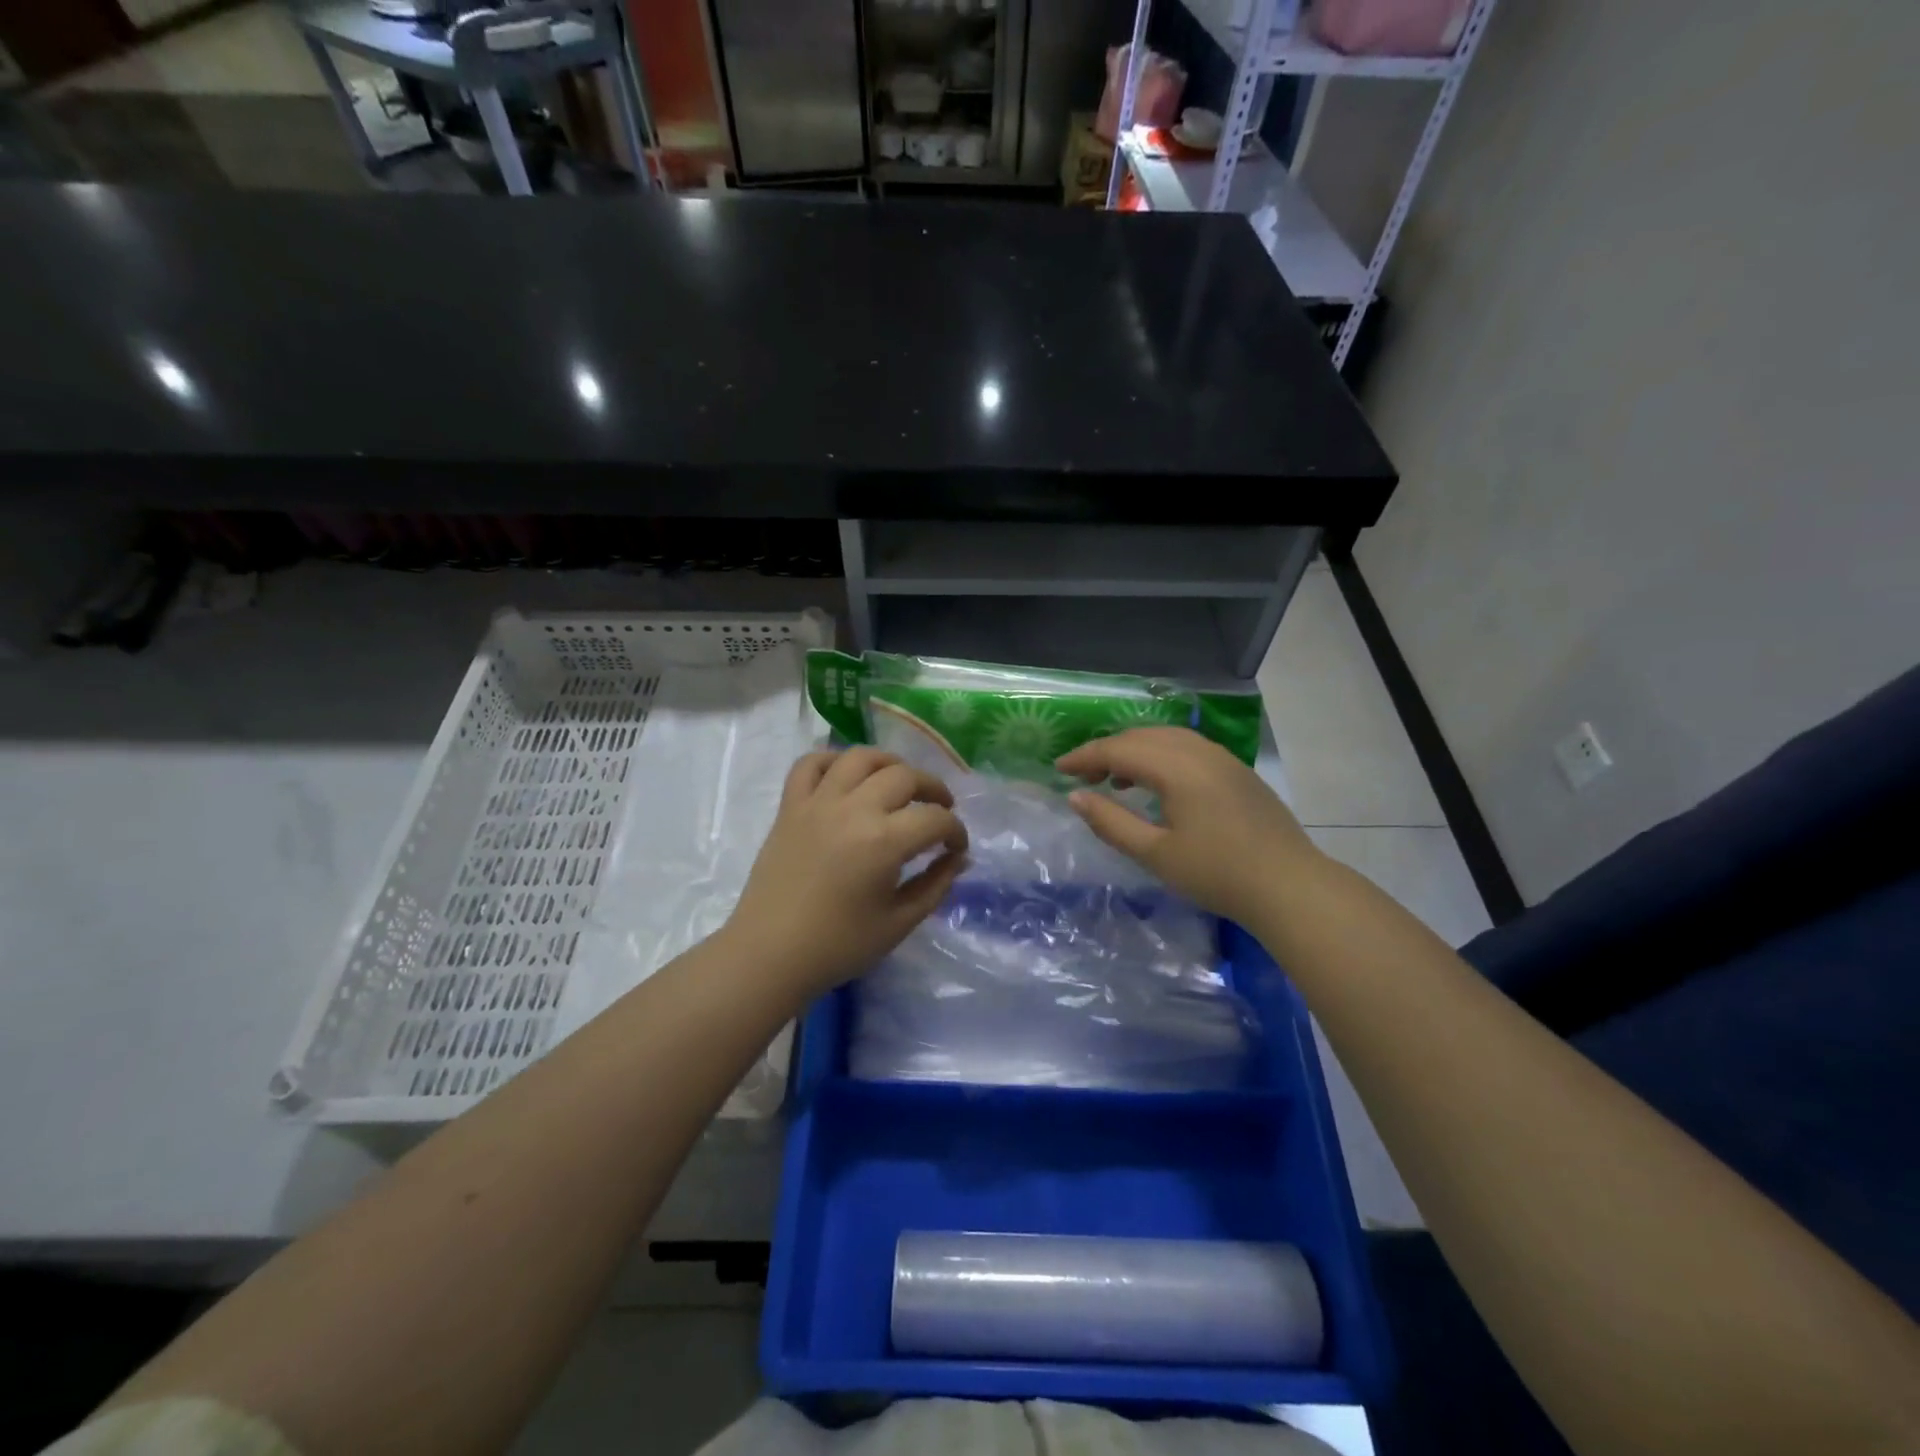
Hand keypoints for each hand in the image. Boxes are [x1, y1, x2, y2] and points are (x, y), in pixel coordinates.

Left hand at [725, 747, 967, 999]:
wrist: (770, 953)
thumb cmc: (838, 945)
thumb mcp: (898, 923)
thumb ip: (935, 885)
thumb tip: (959, 858)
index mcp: (884, 841)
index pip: (935, 819)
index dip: (955, 831)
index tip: (956, 847)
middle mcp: (853, 809)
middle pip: (904, 776)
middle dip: (933, 789)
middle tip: (940, 809)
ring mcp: (818, 802)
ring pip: (860, 758)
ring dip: (889, 763)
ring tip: (899, 782)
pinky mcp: (790, 806)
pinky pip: (810, 764)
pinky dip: (832, 761)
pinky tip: (847, 777)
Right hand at [1055, 726, 1317, 925]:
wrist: (1290, 886)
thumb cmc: (1217, 874)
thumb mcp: (1155, 853)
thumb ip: (1110, 822)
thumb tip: (1076, 796)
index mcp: (1176, 766)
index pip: (1118, 748)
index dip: (1084, 756)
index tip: (1058, 769)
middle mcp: (1199, 751)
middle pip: (1142, 736)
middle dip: (1107, 750)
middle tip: (1082, 776)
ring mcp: (1222, 758)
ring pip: (1167, 738)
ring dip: (1135, 751)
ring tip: (1115, 779)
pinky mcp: (1237, 771)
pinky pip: (1188, 748)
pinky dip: (1161, 756)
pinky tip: (1157, 784)